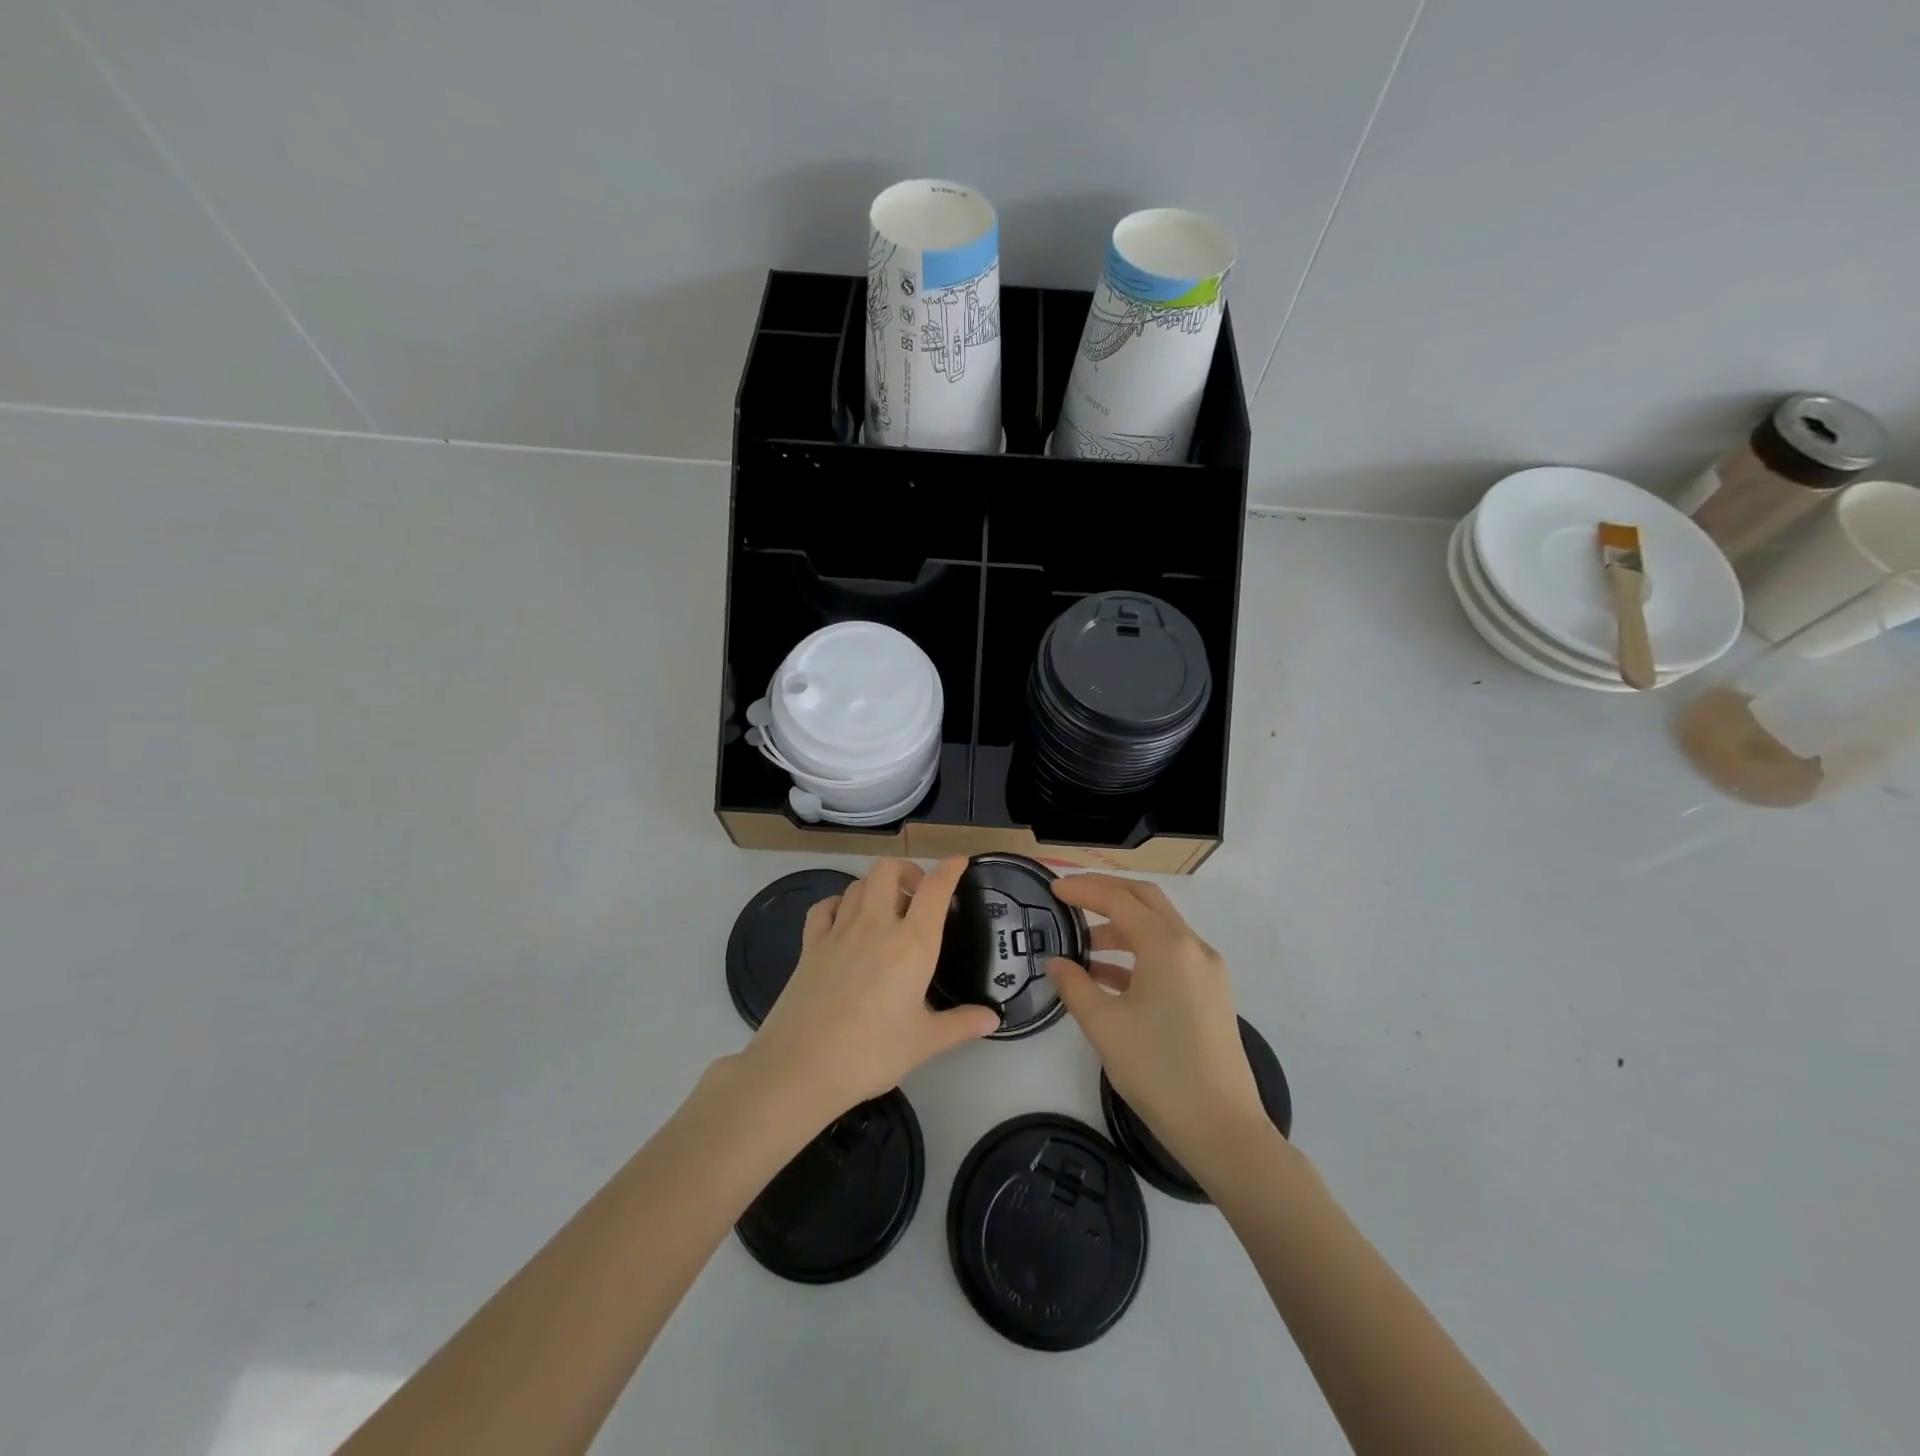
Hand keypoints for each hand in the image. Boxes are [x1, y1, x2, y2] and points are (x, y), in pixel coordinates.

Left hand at [745, 857, 999, 1124]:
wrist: (800, 1067)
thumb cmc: (871, 1053)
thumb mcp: (924, 1042)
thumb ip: (961, 1024)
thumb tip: (992, 1018)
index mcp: (911, 943)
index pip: (934, 889)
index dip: (949, 870)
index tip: (959, 862)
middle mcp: (876, 925)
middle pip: (888, 870)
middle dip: (907, 871)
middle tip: (918, 896)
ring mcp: (838, 931)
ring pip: (858, 884)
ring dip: (877, 886)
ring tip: (887, 910)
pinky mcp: (810, 945)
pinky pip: (825, 907)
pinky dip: (839, 903)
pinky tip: (844, 920)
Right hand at [1047, 874, 1266, 1176]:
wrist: (1222, 1129)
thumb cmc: (1159, 1071)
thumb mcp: (1104, 1026)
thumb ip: (1074, 985)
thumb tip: (1057, 962)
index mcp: (1168, 946)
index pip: (1119, 900)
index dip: (1084, 889)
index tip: (1053, 888)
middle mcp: (1193, 947)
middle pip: (1146, 900)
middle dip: (1107, 893)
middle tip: (1071, 896)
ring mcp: (1207, 971)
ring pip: (1160, 929)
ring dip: (1122, 927)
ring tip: (1083, 945)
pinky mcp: (1211, 994)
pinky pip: (1170, 956)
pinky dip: (1139, 954)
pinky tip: (1109, 976)